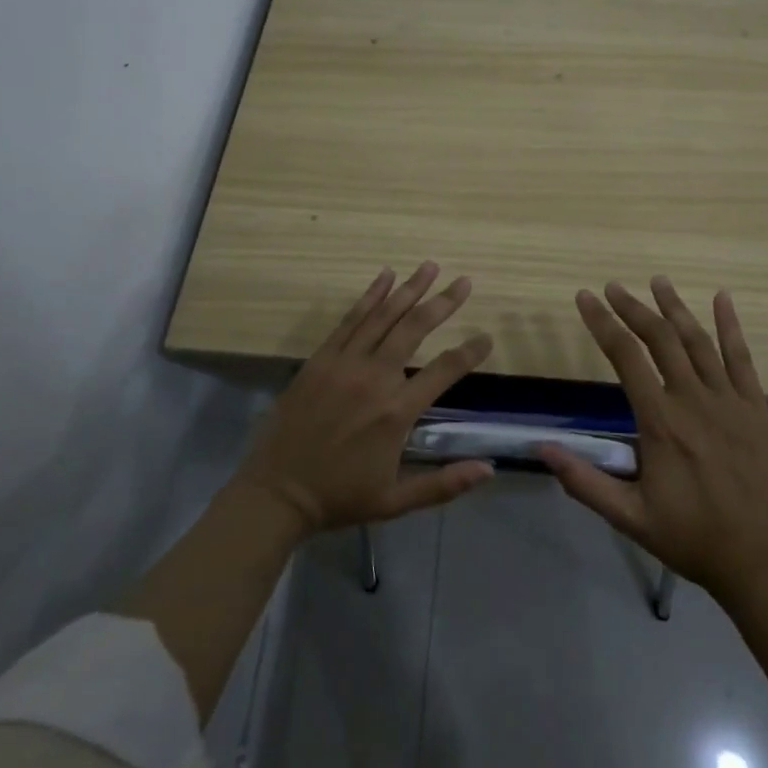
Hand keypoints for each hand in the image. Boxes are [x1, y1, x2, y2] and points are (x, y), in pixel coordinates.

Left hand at [237, 263, 495, 534]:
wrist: (277, 493)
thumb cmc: (340, 497)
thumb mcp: (396, 501)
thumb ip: (444, 484)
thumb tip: (490, 469)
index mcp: (396, 412)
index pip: (444, 370)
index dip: (470, 352)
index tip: (487, 337)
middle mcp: (375, 378)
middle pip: (415, 328)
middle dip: (443, 302)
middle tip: (464, 281)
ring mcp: (345, 363)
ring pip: (384, 316)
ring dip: (409, 288)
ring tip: (430, 266)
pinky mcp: (321, 358)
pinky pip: (350, 320)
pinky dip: (370, 295)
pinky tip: (385, 277)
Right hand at [537, 278, 767, 607]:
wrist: (759, 561)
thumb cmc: (690, 537)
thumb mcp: (629, 516)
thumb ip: (585, 481)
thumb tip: (543, 448)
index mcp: (660, 421)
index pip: (625, 356)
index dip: (602, 323)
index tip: (585, 298)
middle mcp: (693, 399)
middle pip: (660, 338)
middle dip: (632, 308)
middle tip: (613, 287)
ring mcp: (729, 400)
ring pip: (698, 341)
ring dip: (675, 307)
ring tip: (657, 281)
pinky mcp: (756, 408)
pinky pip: (742, 358)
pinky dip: (731, 326)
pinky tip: (722, 298)